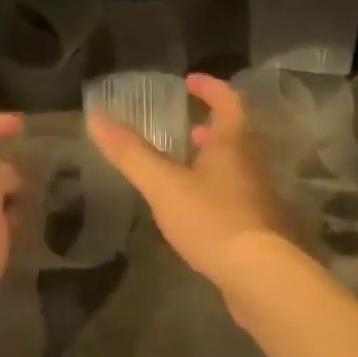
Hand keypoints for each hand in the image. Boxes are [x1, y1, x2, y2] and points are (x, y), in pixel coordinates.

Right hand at [87, 73, 289, 292]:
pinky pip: (239, 192)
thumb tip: (96, 117)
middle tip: (187, 125)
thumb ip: (131, 153)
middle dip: (212, 125)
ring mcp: (260, 194)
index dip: (210, 87)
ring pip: (239, 163)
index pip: (228, 101)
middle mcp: (253, 162)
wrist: (260, 275)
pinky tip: (199, 207)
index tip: (190, 81)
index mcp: (234, 142)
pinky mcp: (261, 224)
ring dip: (215, 157)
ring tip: (188, 165)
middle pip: (237, 132)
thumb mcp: (164, 185)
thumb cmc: (212, 219)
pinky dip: (219, 186)